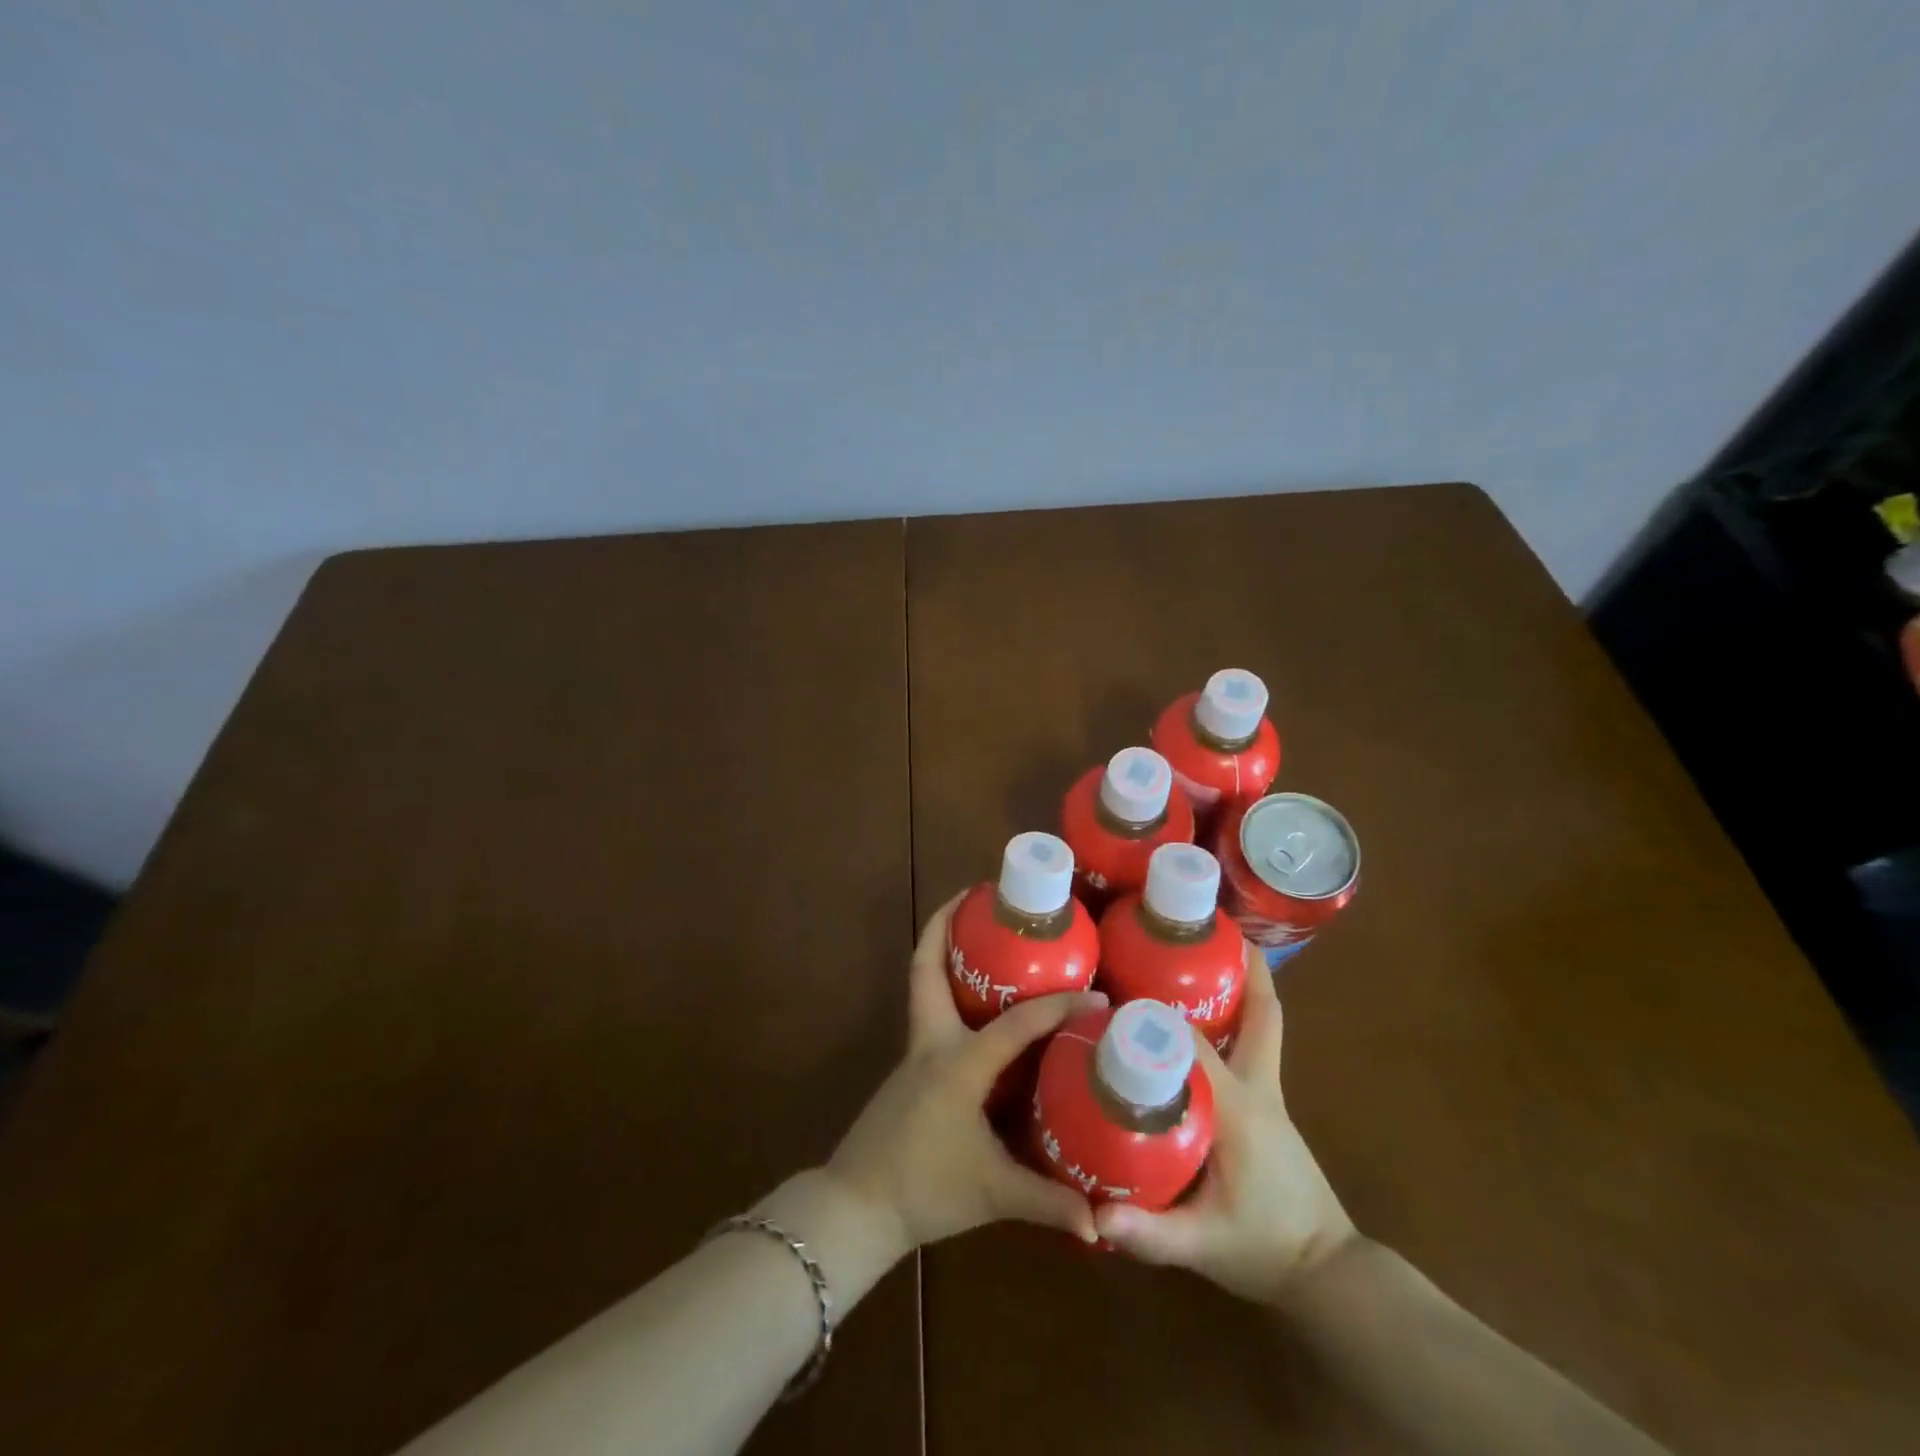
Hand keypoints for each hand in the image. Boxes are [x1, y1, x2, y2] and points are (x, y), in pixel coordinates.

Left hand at [825, 893, 1104, 1254]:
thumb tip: (1103, 1223)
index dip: (1058, 1007)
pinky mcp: (910, 1067)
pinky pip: (929, 1009)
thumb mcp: (994, 1195)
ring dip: (943, 949)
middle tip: (979, 896)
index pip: (1017, 1024)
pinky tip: (975, 1002)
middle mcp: (933, 1043)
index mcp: (959, 1064)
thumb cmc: (925, 1191)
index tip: (1096, 994)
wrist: (857, 1206)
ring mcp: (915, 1052)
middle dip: (947, 924)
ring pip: (923, 983)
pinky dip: (947, 986)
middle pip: (927, 967)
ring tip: (979, 931)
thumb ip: (1048, 1202)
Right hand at [1095, 944, 1356, 1302]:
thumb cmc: (1263, 1250)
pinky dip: (1239, 1015)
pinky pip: (1253, 1043)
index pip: (1194, 1044)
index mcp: (1239, 1107)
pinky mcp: (1266, 1101)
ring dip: (1243, 984)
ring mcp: (1267, 1091)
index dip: (1156, 1015)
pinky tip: (1205, 1011)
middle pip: (1260, 1013)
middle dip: (1240, 968)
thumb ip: (1150, 1235)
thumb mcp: (1203, 1246)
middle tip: (1200, 931)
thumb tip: (1093, 1216)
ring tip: (1203, 952)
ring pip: (1262, 1023)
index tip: (1115, 990)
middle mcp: (1257, 1086)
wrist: (1325, 1274)